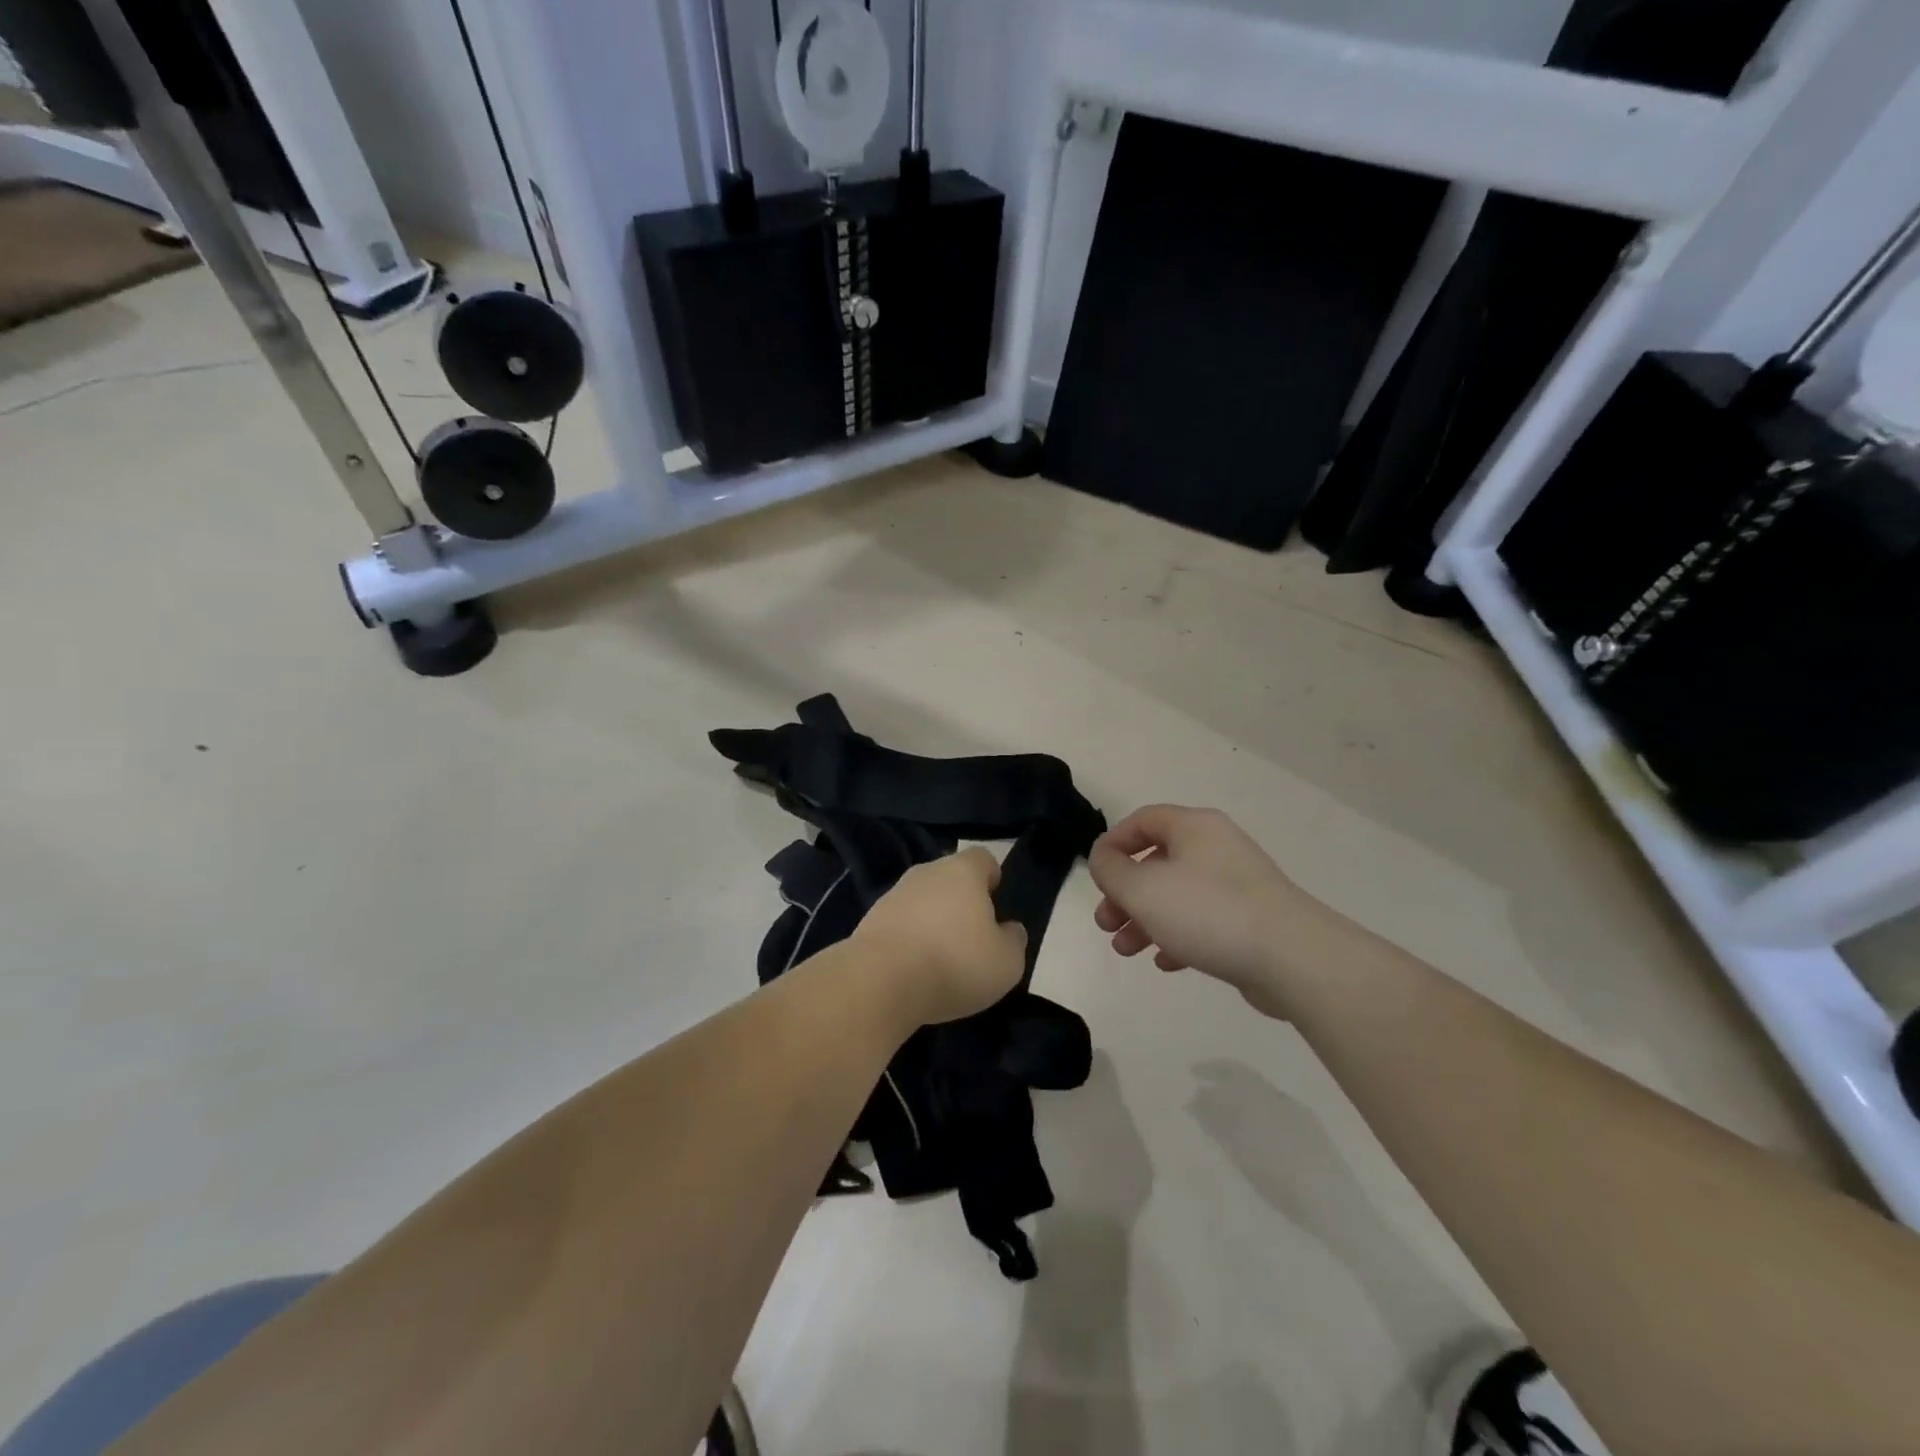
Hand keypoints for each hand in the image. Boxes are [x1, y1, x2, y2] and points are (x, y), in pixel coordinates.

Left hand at [853, 847, 1028, 1026]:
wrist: (880, 981)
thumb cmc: (955, 962)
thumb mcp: (1006, 962)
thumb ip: (1013, 940)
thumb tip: (1009, 929)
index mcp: (962, 871)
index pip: (982, 858)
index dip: (992, 877)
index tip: (996, 905)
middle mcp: (926, 873)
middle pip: (949, 879)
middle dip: (961, 902)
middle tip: (972, 939)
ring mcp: (893, 895)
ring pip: (922, 901)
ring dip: (932, 923)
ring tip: (941, 961)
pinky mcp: (869, 922)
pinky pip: (899, 925)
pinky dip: (908, 942)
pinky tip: (914, 972)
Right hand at [1089, 805, 1326, 1017]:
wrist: (1292, 958)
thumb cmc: (1207, 912)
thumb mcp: (1142, 888)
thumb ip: (1111, 870)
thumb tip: (1103, 857)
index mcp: (1194, 827)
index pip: (1144, 820)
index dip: (1113, 843)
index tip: (1095, 874)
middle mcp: (1217, 848)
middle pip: (1157, 861)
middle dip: (1125, 893)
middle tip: (1107, 923)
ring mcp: (1238, 885)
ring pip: (1178, 895)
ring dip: (1145, 920)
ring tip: (1126, 950)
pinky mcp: (1251, 920)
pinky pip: (1203, 921)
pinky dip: (1178, 936)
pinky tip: (1166, 962)